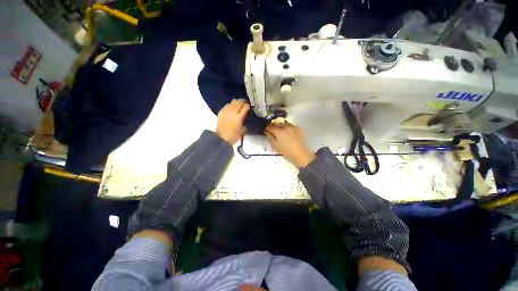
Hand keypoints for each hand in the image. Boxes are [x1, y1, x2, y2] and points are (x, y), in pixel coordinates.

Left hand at [216, 99, 249, 144]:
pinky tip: (231, 109)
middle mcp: (233, 112)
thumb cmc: (233, 136)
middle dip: (243, 102)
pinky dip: (230, 105)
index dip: (248, 106)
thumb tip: (244, 119)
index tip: (249, 107)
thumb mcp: (242, 131)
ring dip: (237, 103)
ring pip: (233, 101)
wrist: (221, 138)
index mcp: (239, 117)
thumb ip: (244, 123)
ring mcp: (226, 111)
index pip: (245, 107)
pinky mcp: (221, 111)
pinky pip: (227, 105)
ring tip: (238, 106)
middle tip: (244, 104)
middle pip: (239, 101)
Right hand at [264, 122, 315, 167]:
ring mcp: (292, 126)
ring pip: (284, 122)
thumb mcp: (275, 146)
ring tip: (281, 131)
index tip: (266, 130)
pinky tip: (288, 133)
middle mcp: (285, 126)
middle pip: (277, 122)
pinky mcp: (298, 128)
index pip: (270, 126)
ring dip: (281, 125)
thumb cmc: (286, 152)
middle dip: (274, 125)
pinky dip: (288, 127)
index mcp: (279, 131)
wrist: (300, 154)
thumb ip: (270, 137)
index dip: (267, 128)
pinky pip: (291, 125)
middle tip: (273, 130)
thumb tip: (267, 132)